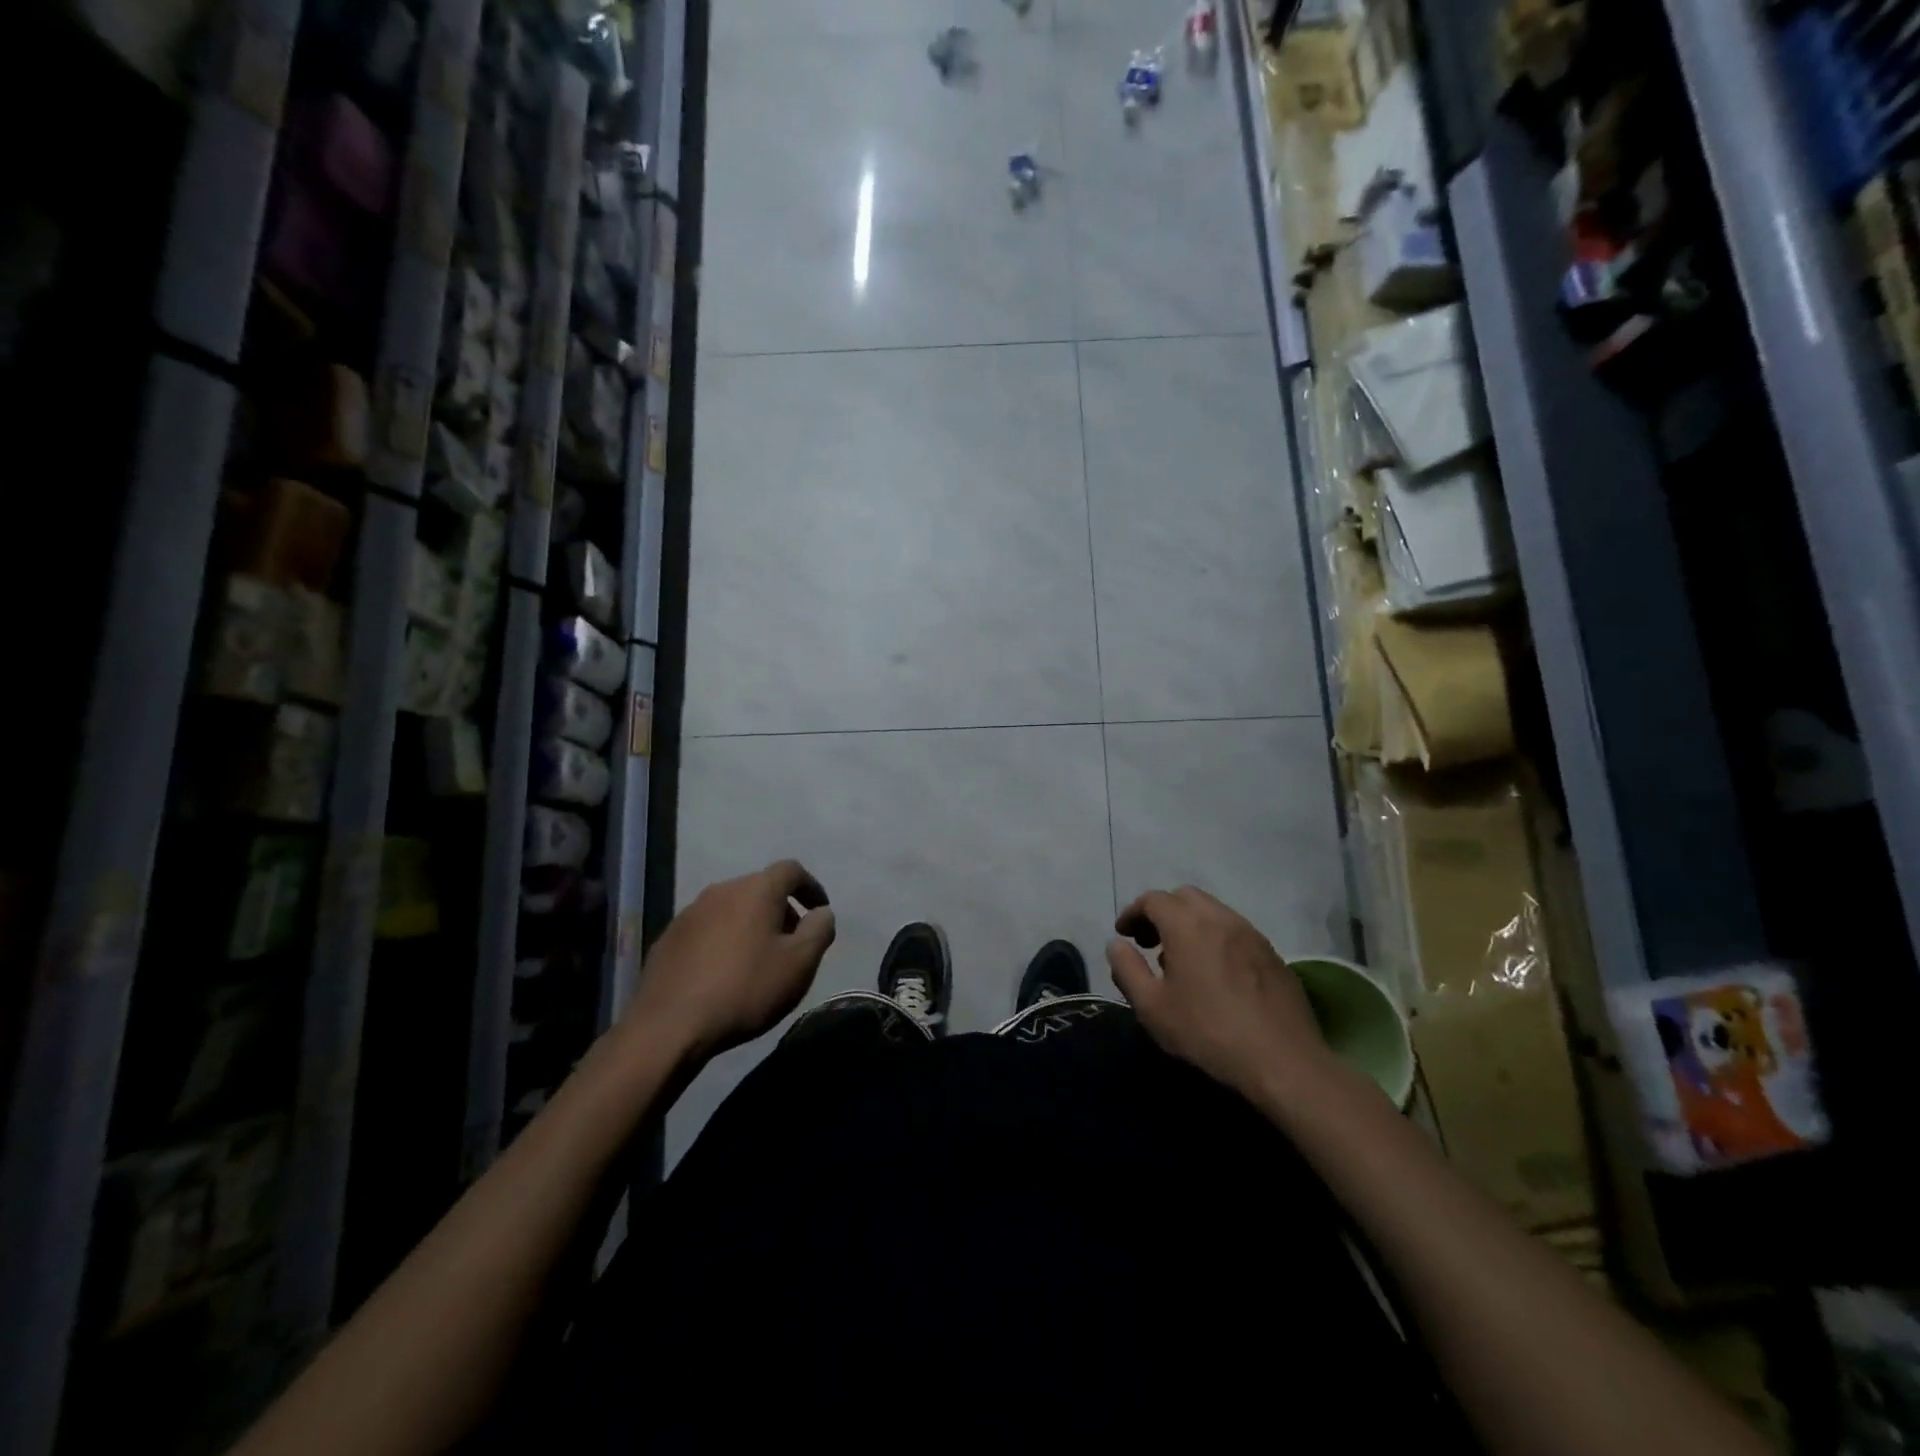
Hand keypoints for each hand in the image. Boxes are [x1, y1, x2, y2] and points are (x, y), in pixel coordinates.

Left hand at [624, 859, 836, 1062]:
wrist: (670, 1026)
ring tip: (758, 959)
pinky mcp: (668, 938)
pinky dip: (723, 940)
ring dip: (750, 925)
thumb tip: (822, 913)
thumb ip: (819, 930)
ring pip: (732, 908)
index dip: (811, 887)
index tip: (819, 911)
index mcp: (756, 890)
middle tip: (792, 943)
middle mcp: (721, 890)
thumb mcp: (799, 963)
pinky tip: (724, 973)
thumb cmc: (746, 989)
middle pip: (760, 888)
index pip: (791, 870)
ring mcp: (690, 913)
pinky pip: (707, 929)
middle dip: (781, 910)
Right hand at [1107, 886, 1340, 1100]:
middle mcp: (1220, 918)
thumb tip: (1116, 945)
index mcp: (1187, 925)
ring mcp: (1251, 934)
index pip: (1153, 899)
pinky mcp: (1273, 954)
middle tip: (1150, 943)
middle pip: (1184, 897)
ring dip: (1190, 924)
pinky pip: (1235, 932)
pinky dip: (1215, 938)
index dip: (1133, 913)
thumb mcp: (1152, 1008)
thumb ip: (1127, 970)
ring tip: (1181, 961)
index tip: (1124, 935)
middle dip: (1162, 912)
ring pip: (1213, 912)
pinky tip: (1215, 975)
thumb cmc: (1208, 1032)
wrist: (1283, 1061)